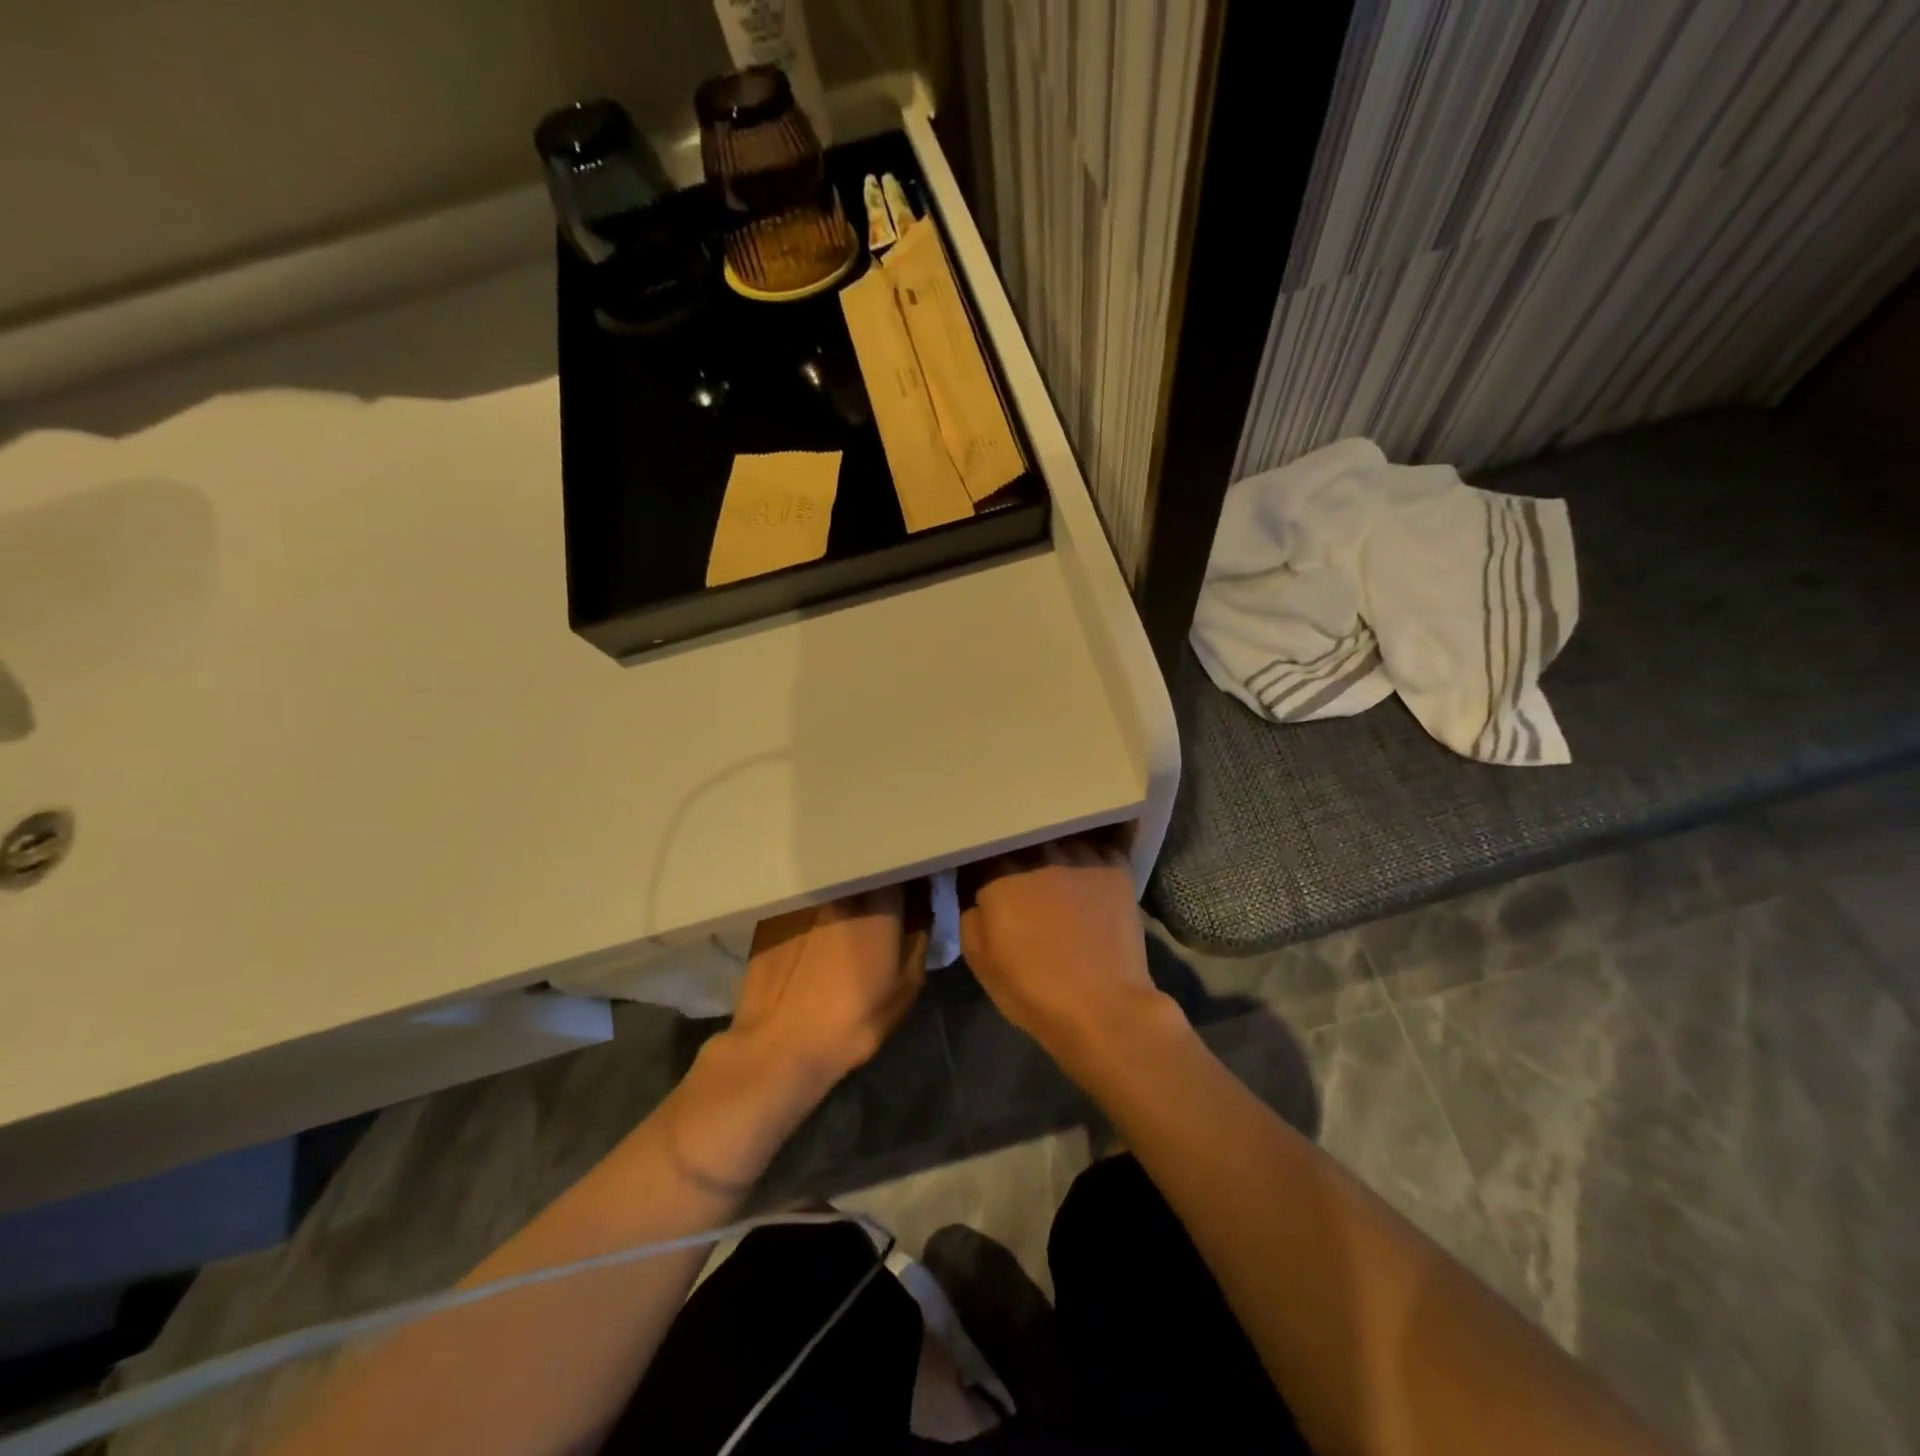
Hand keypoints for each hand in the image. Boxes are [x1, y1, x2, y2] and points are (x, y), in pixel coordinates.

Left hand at [726, 883, 929, 1103]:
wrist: (780, 1046)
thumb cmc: (853, 1020)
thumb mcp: (906, 985)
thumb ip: (920, 935)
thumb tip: (925, 903)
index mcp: (879, 903)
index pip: (901, 867)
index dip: (910, 873)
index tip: (916, 885)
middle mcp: (840, 889)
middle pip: (865, 868)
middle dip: (878, 878)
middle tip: (883, 901)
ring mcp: (804, 898)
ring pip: (833, 881)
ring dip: (845, 890)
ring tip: (847, 915)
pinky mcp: (775, 913)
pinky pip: (805, 898)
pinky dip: (815, 906)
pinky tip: (813, 931)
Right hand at [958, 834, 1160, 1051]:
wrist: (1103, 1008)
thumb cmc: (1033, 989)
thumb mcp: (980, 960)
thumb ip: (970, 915)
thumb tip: (976, 895)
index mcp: (1001, 875)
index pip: (984, 848)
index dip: (982, 861)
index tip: (982, 873)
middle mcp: (1040, 853)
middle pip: (1023, 836)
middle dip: (1018, 848)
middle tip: (1019, 867)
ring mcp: (1081, 856)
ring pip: (1060, 835)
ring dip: (1053, 846)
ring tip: (1054, 860)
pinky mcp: (1115, 867)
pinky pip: (1098, 844)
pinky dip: (1089, 852)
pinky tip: (1087, 864)